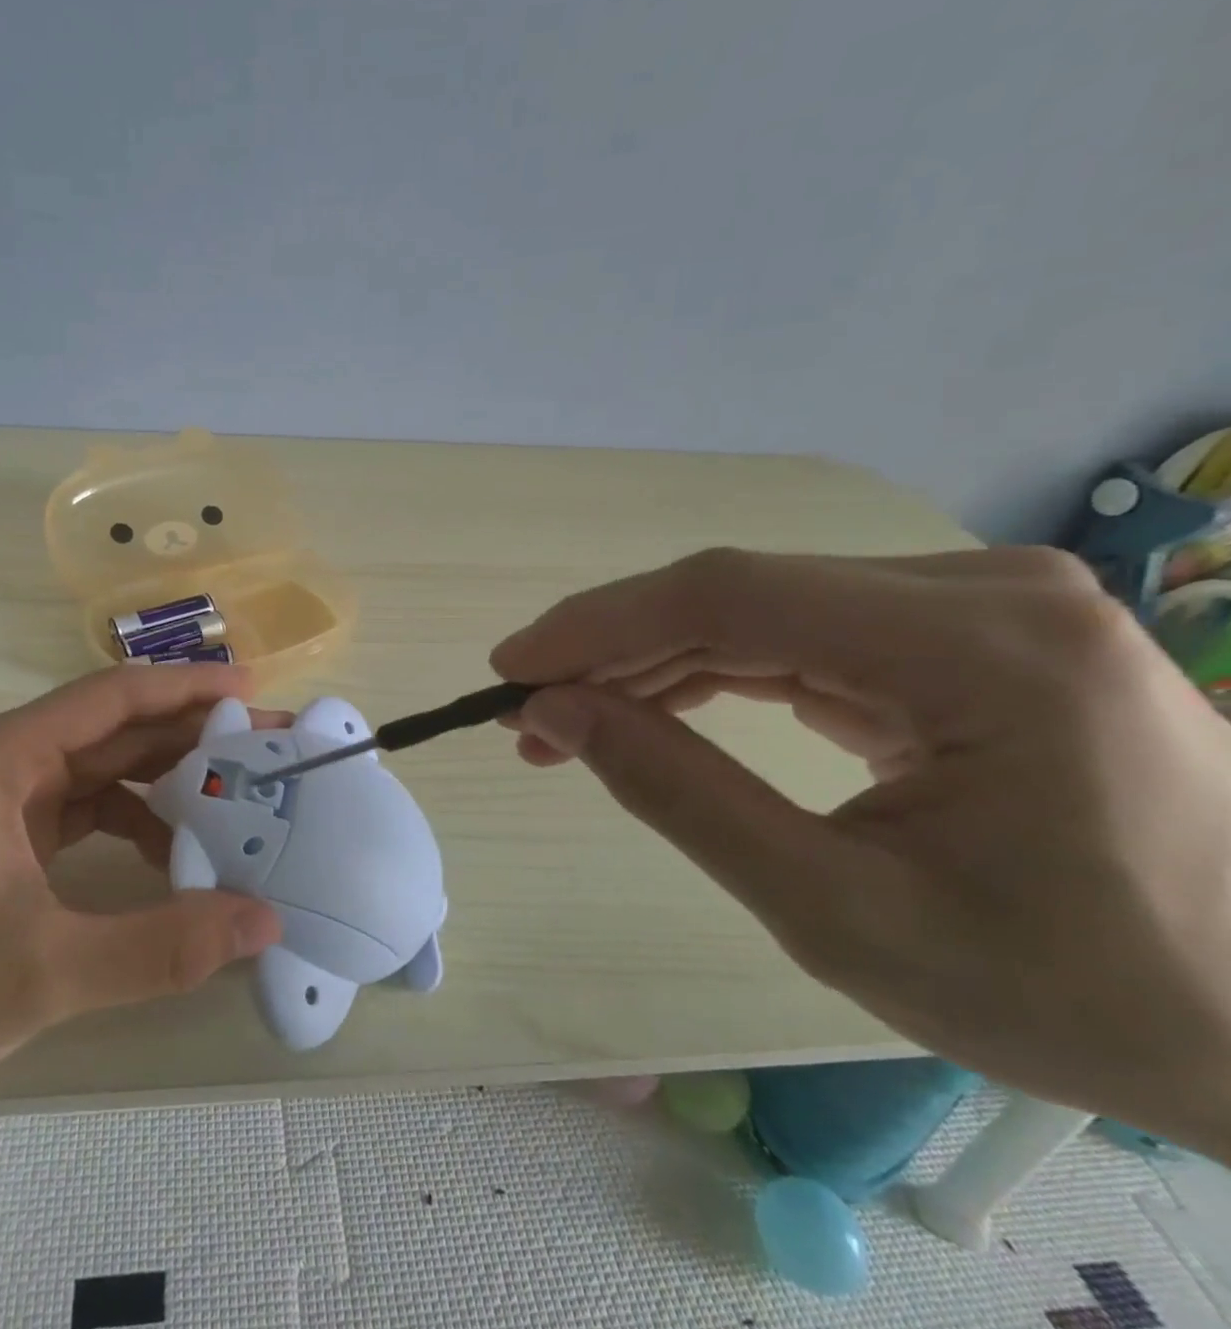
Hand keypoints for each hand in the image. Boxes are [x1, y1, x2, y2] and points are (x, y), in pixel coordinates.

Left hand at [0, 665, 283, 1125]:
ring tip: (229, 801)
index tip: (251, 693)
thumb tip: (262, 920)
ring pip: (96, 768)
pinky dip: (127, 821)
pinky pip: (77, 808)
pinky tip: (166, 854)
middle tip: (259, 748)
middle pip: (110, 728)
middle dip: (186, 734)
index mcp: (1, 757)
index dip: (186, 687)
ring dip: (160, 781)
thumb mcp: (41, 973)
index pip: (112, 697)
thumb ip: (158, 948)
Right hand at [492, 547, 1230, 1153]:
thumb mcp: (841, 913)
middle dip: (611, 650)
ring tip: (568, 721)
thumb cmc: (1076, 993)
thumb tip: (555, 712)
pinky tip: (648, 707)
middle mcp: (981, 590)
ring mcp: (974, 603)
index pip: (730, 598)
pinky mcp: (956, 632)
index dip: (597, 626)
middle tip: (527, 714)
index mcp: (981, 650)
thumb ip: (680, 795)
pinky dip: (705, 670)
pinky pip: (793, 632)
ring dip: (648, 661)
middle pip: (737, 593)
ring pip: (755, 608)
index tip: (507, 671)